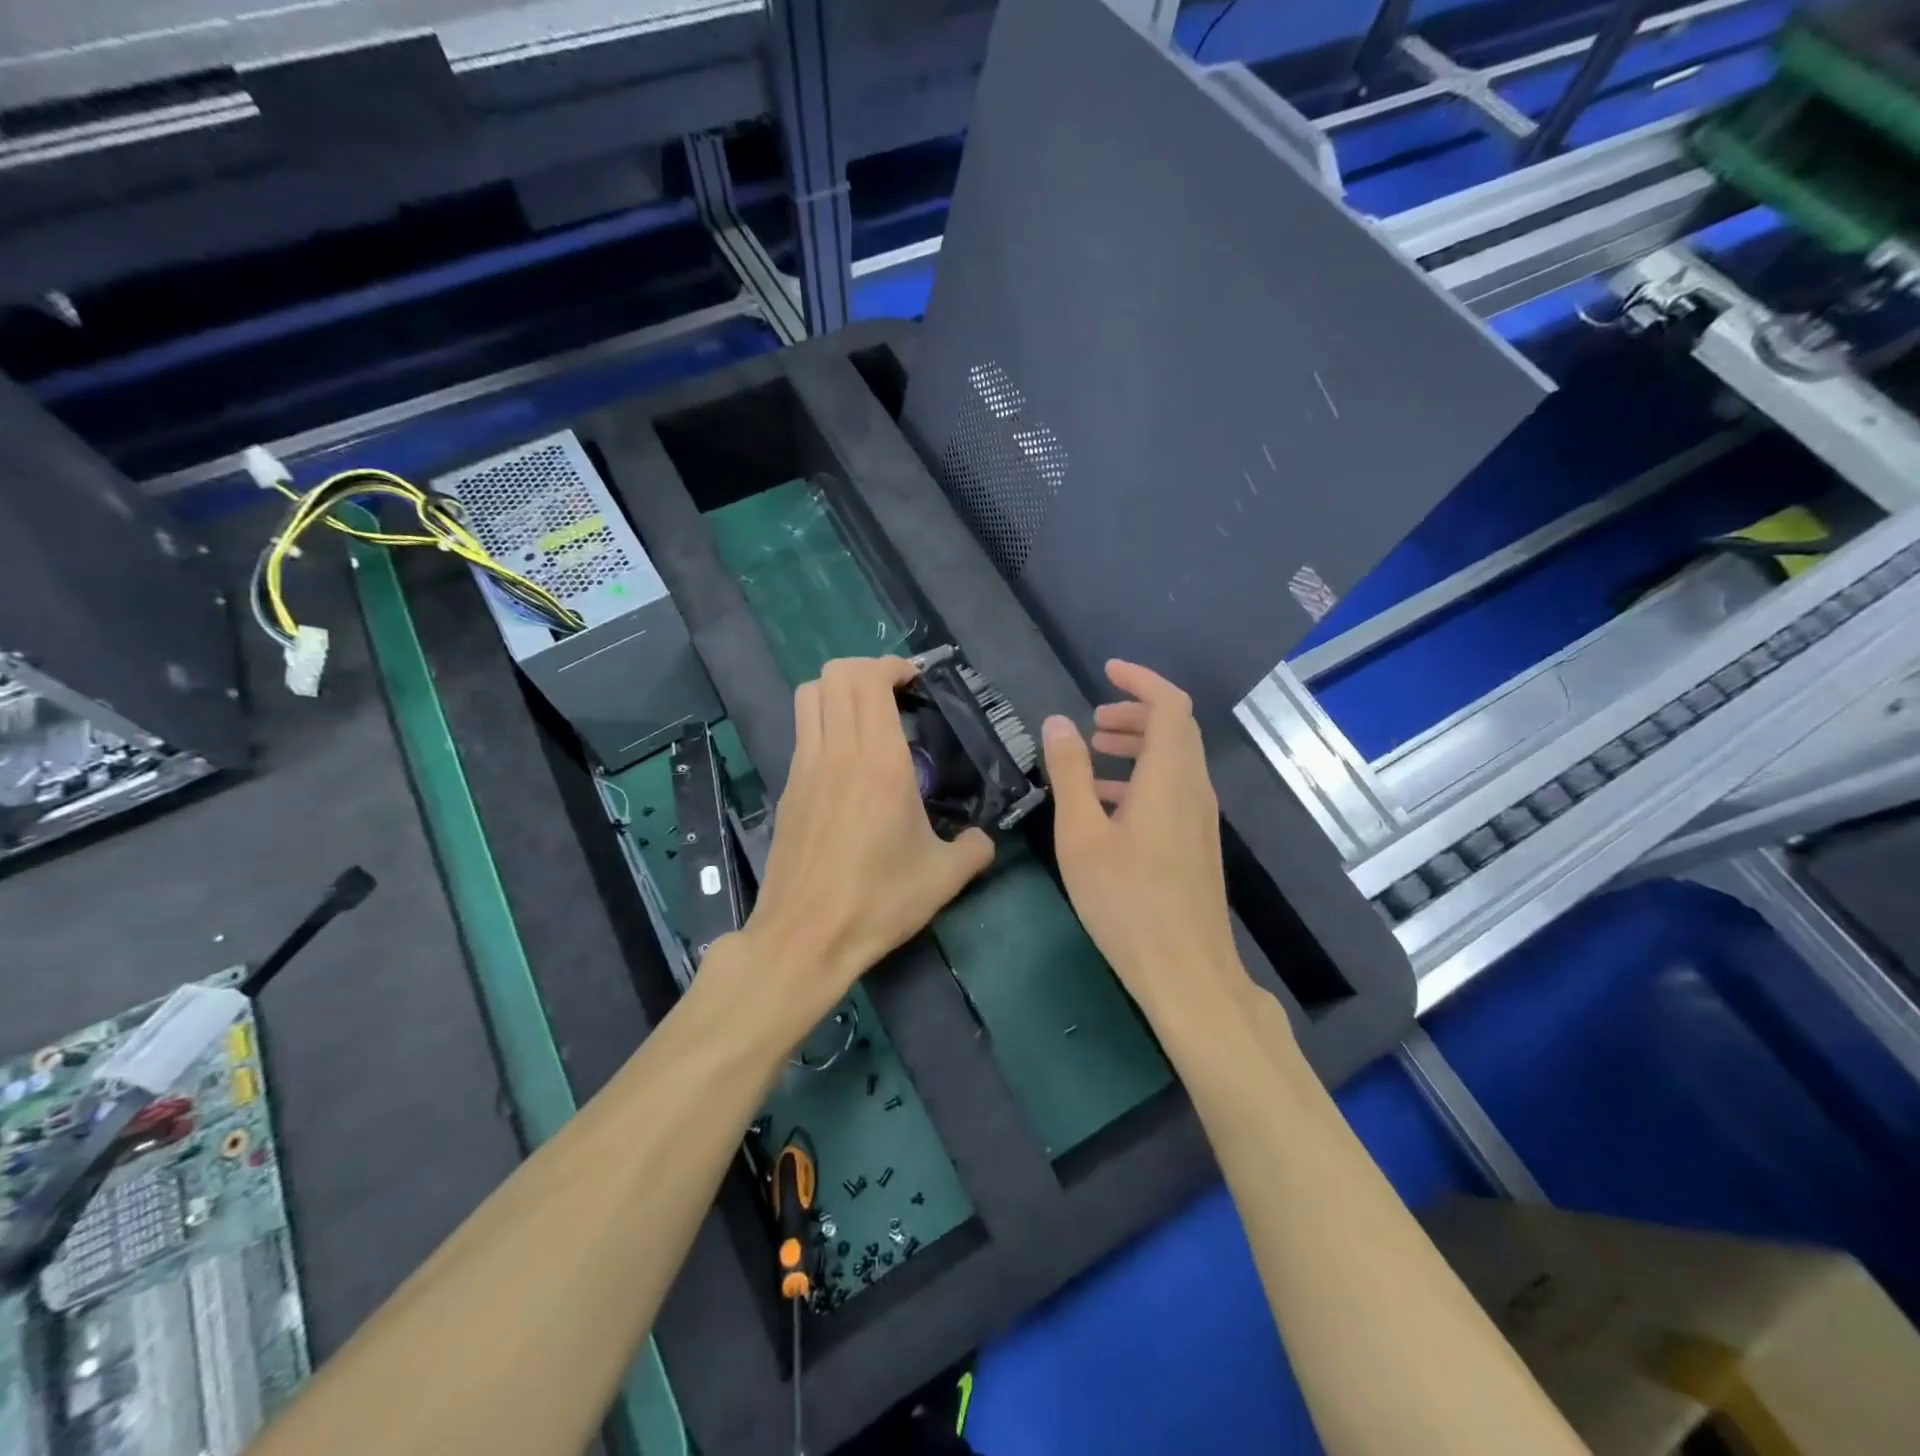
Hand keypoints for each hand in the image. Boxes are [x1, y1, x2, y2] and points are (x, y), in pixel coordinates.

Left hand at [728, 657, 994, 1031]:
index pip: (869, 680)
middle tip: (897, 693)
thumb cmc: (878, 901)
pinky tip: (849, 759)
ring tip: (869, 715)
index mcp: (878, 761)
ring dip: (839, 690)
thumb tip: (983, 838)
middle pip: (835, 674)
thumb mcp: (944, 877)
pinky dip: (825, 721)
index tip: (916, 681)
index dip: (892, 666)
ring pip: (809, 695)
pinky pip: (804, 731)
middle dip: (867, 669)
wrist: (805, 937)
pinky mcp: (788, 789)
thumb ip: (974, 848)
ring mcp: (805, 768)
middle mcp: (836, 752)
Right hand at [1042, 661, 1251, 1024]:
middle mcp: (1193, 789)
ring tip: (1094, 754)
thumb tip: (1056, 722)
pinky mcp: (1195, 844)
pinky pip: (1172, 791)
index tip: (1107, 671)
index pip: (1170, 705)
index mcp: (1169, 777)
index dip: (1141, 681)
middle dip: (1135, 713)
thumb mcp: (1082, 833)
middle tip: (1093, 721)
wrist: (1186, 972)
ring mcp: (1199, 819)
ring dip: (1137, 746)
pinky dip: (1141, 779)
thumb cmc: (1127, 900)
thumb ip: (1070, 773)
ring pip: (1173, 761)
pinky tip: (1106, 806)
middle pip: (1175, 730)